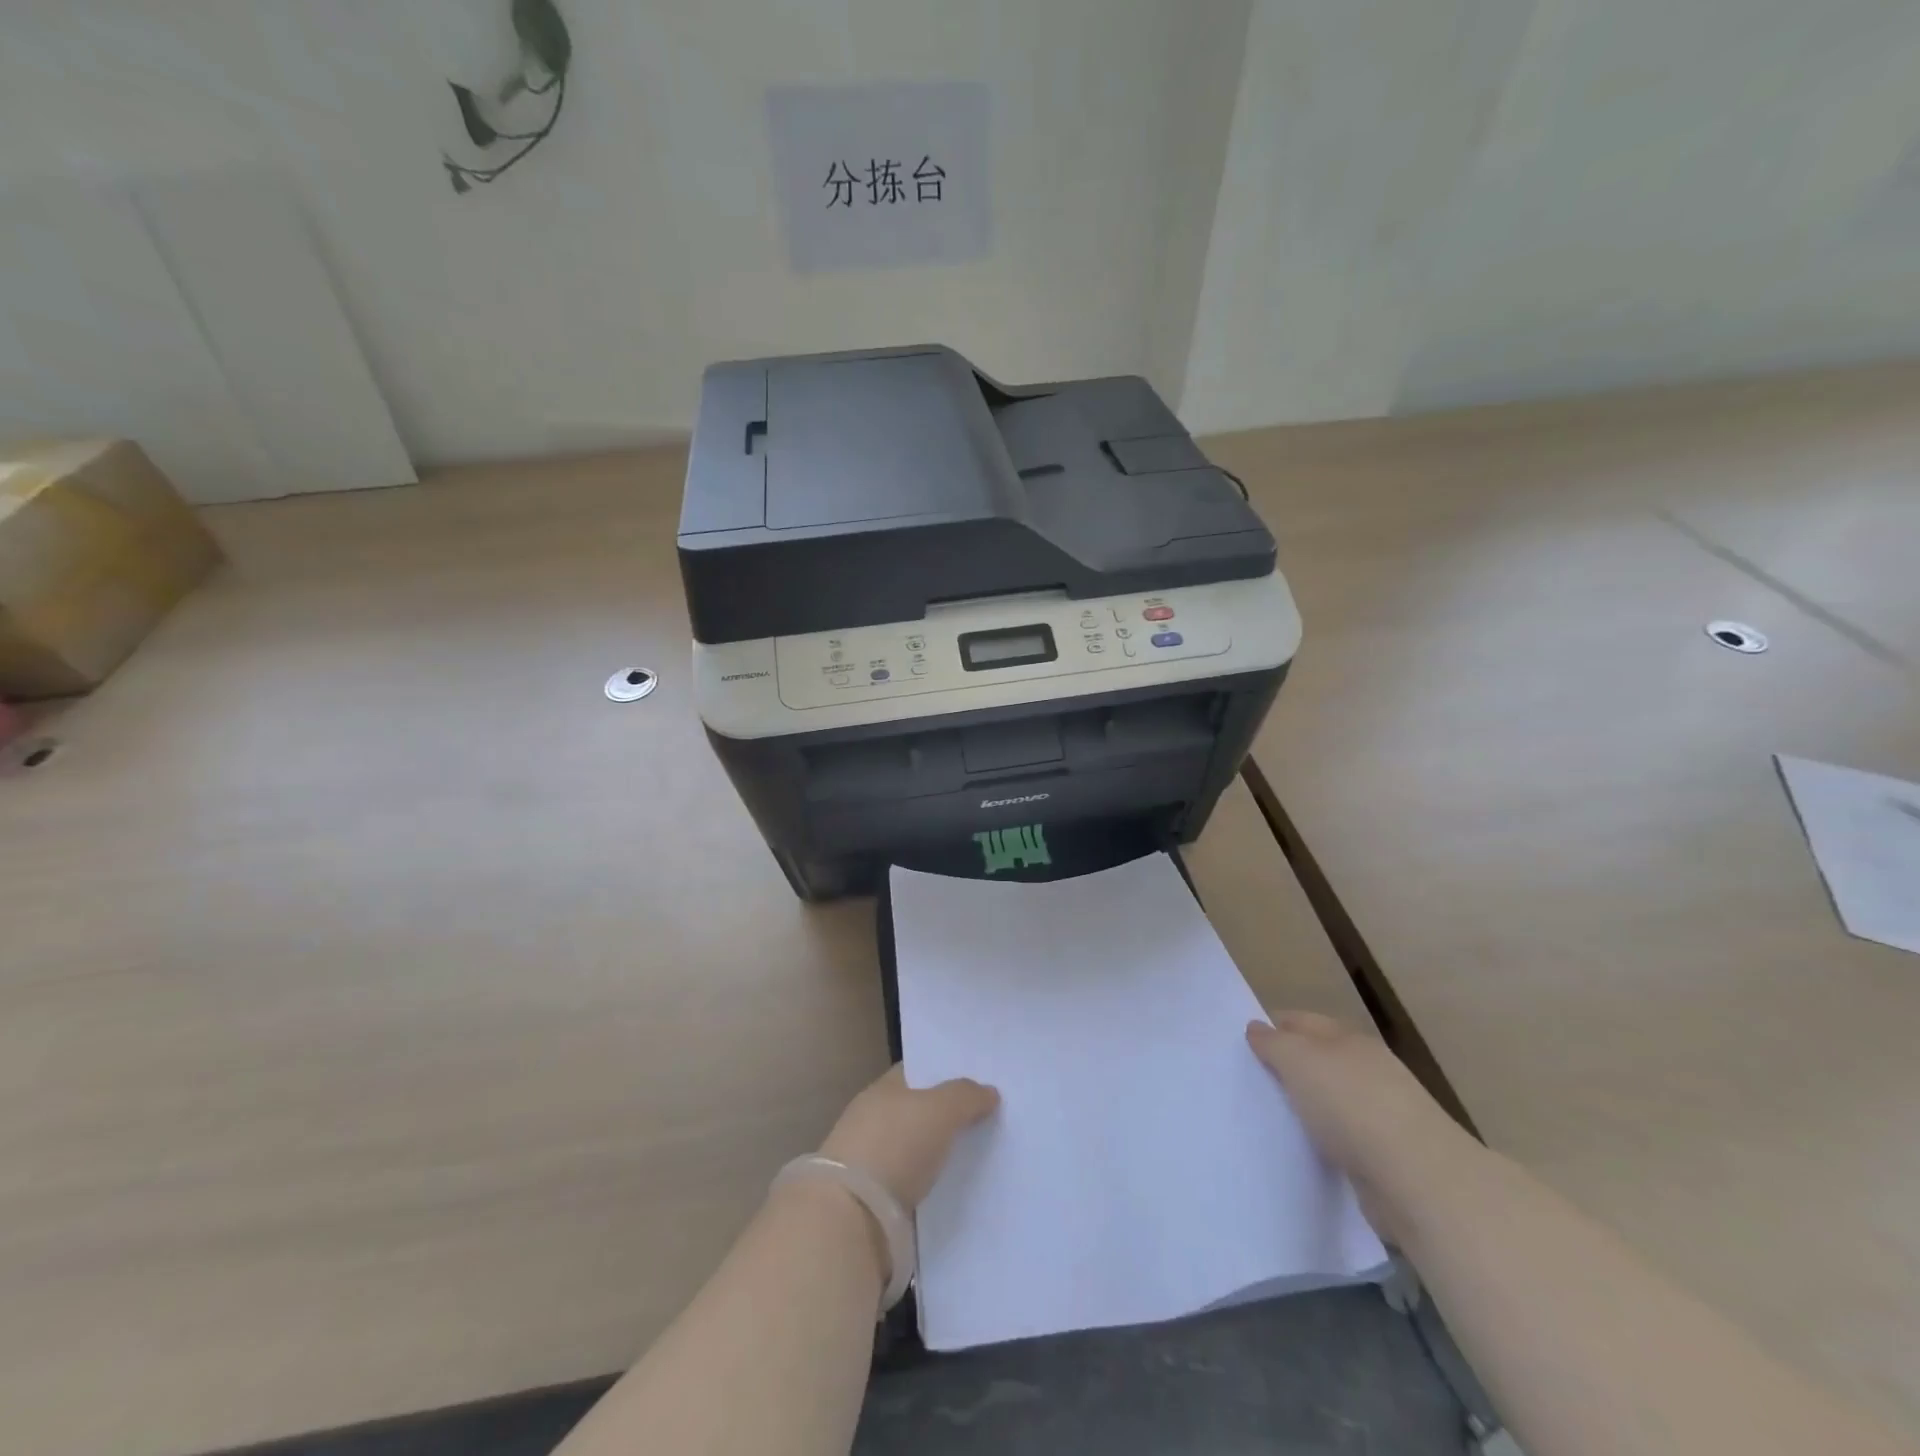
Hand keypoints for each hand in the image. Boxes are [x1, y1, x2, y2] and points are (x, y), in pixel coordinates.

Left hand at [819, 1065, 999, 1209]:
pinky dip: (933, 1186)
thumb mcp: (939, 1110)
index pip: (916, 1071)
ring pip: (916, 1150)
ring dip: (940, 1153)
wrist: (852, 1219)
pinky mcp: (875, 1204)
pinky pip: (914, 1186)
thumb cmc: (895, 1146)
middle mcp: (873, 1120)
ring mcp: (871, 1163)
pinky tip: (958, 1190)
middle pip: (918, 1111)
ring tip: (981, 1156)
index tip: (978, 1079)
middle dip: (947, 1115)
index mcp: (882, 1090)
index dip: (945, 1072)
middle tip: (989, 1118)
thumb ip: (966, 1096)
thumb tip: (988, 1091)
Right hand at [1247, 1013, 1465, 1245]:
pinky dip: (1323, 1139)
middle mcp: (1367, 1068)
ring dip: (1306, 1106)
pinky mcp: (1386, 1154)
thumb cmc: (1350, 1104)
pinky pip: (1342, 1137)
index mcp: (1347, 1038)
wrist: (1417, 1179)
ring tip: (1271, 1117)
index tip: (1241, 1046)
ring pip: (1329, 1099)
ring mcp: (1381, 1111)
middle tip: (1250, 1082)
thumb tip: (1256, 1028)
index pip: (1300, 1021)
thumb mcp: (1298, 1060)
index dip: (1271, 1027)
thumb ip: (1273, 1043)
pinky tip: (1304, 1149)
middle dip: (1286, 1067)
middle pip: (1316, 1059)